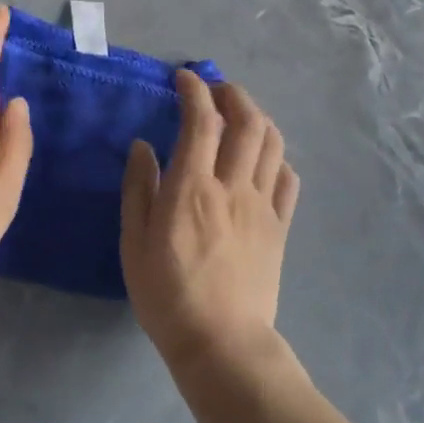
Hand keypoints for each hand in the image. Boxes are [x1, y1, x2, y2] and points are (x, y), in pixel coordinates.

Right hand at [120, 72, 300, 372]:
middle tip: (217, 89)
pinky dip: (277, 156)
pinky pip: (288, 178)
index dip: (194, 90)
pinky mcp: (280, 226)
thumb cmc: (167, 295)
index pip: (201, 119)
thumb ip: (139, 189)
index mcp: (193, 187)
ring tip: (241, 114)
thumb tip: (144, 146)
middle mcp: (232, 186)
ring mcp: (262, 205)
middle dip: (233, 93)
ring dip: (258, 117)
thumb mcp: (135, 243)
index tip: (184, 78)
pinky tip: (264, 159)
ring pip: (272, 143)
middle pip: (246, 121)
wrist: (222, 344)